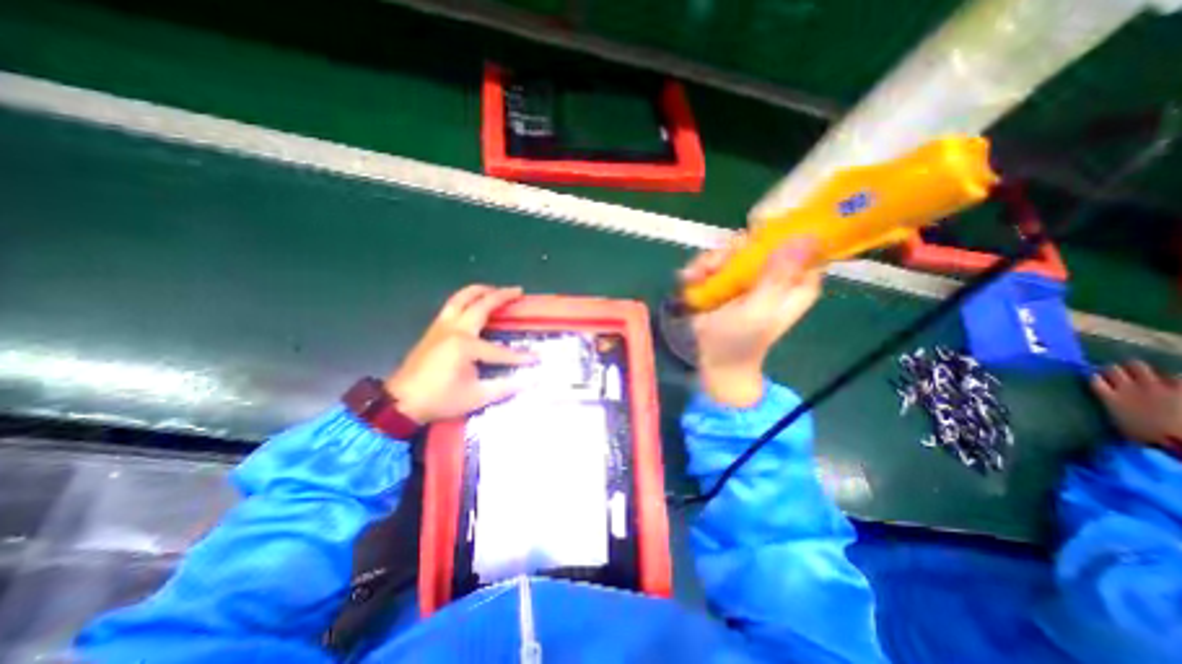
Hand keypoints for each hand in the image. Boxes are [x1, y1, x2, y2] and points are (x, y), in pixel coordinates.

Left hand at [387, 282, 532, 419]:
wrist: (400, 403)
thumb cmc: (440, 399)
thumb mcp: (476, 397)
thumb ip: (505, 387)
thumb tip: (529, 381)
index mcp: (466, 345)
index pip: (500, 350)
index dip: (520, 356)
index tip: (536, 358)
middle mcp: (454, 329)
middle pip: (481, 305)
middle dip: (502, 296)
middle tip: (518, 291)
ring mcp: (441, 326)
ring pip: (461, 298)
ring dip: (480, 290)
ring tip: (495, 289)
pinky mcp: (433, 329)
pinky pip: (452, 305)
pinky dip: (466, 298)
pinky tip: (472, 304)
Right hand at [684, 236, 822, 406]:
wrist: (715, 357)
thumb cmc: (741, 340)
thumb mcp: (759, 311)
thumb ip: (776, 278)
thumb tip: (801, 238)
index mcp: (795, 282)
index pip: (799, 243)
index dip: (781, 231)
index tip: (755, 236)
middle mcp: (773, 273)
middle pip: (759, 241)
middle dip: (732, 251)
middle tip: (714, 266)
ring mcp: (748, 275)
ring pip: (732, 249)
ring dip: (710, 261)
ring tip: (695, 278)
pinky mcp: (726, 279)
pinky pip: (714, 261)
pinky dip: (700, 269)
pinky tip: (689, 280)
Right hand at [1094, 362, 1175, 451]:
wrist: (1181, 441)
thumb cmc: (1149, 438)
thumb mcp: (1121, 425)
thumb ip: (1113, 410)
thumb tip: (1108, 404)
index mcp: (1111, 398)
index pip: (1094, 379)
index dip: (1096, 376)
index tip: (1098, 377)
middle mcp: (1127, 388)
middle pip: (1113, 369)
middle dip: (1115, 369)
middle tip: (1120, 372)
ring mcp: (1154, 386)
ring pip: (1138, 366)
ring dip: (1139, 369)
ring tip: (1144, 372)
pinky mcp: (1179, 387)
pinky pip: (1175, 375)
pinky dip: (1173, 377)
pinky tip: (1174, 380)